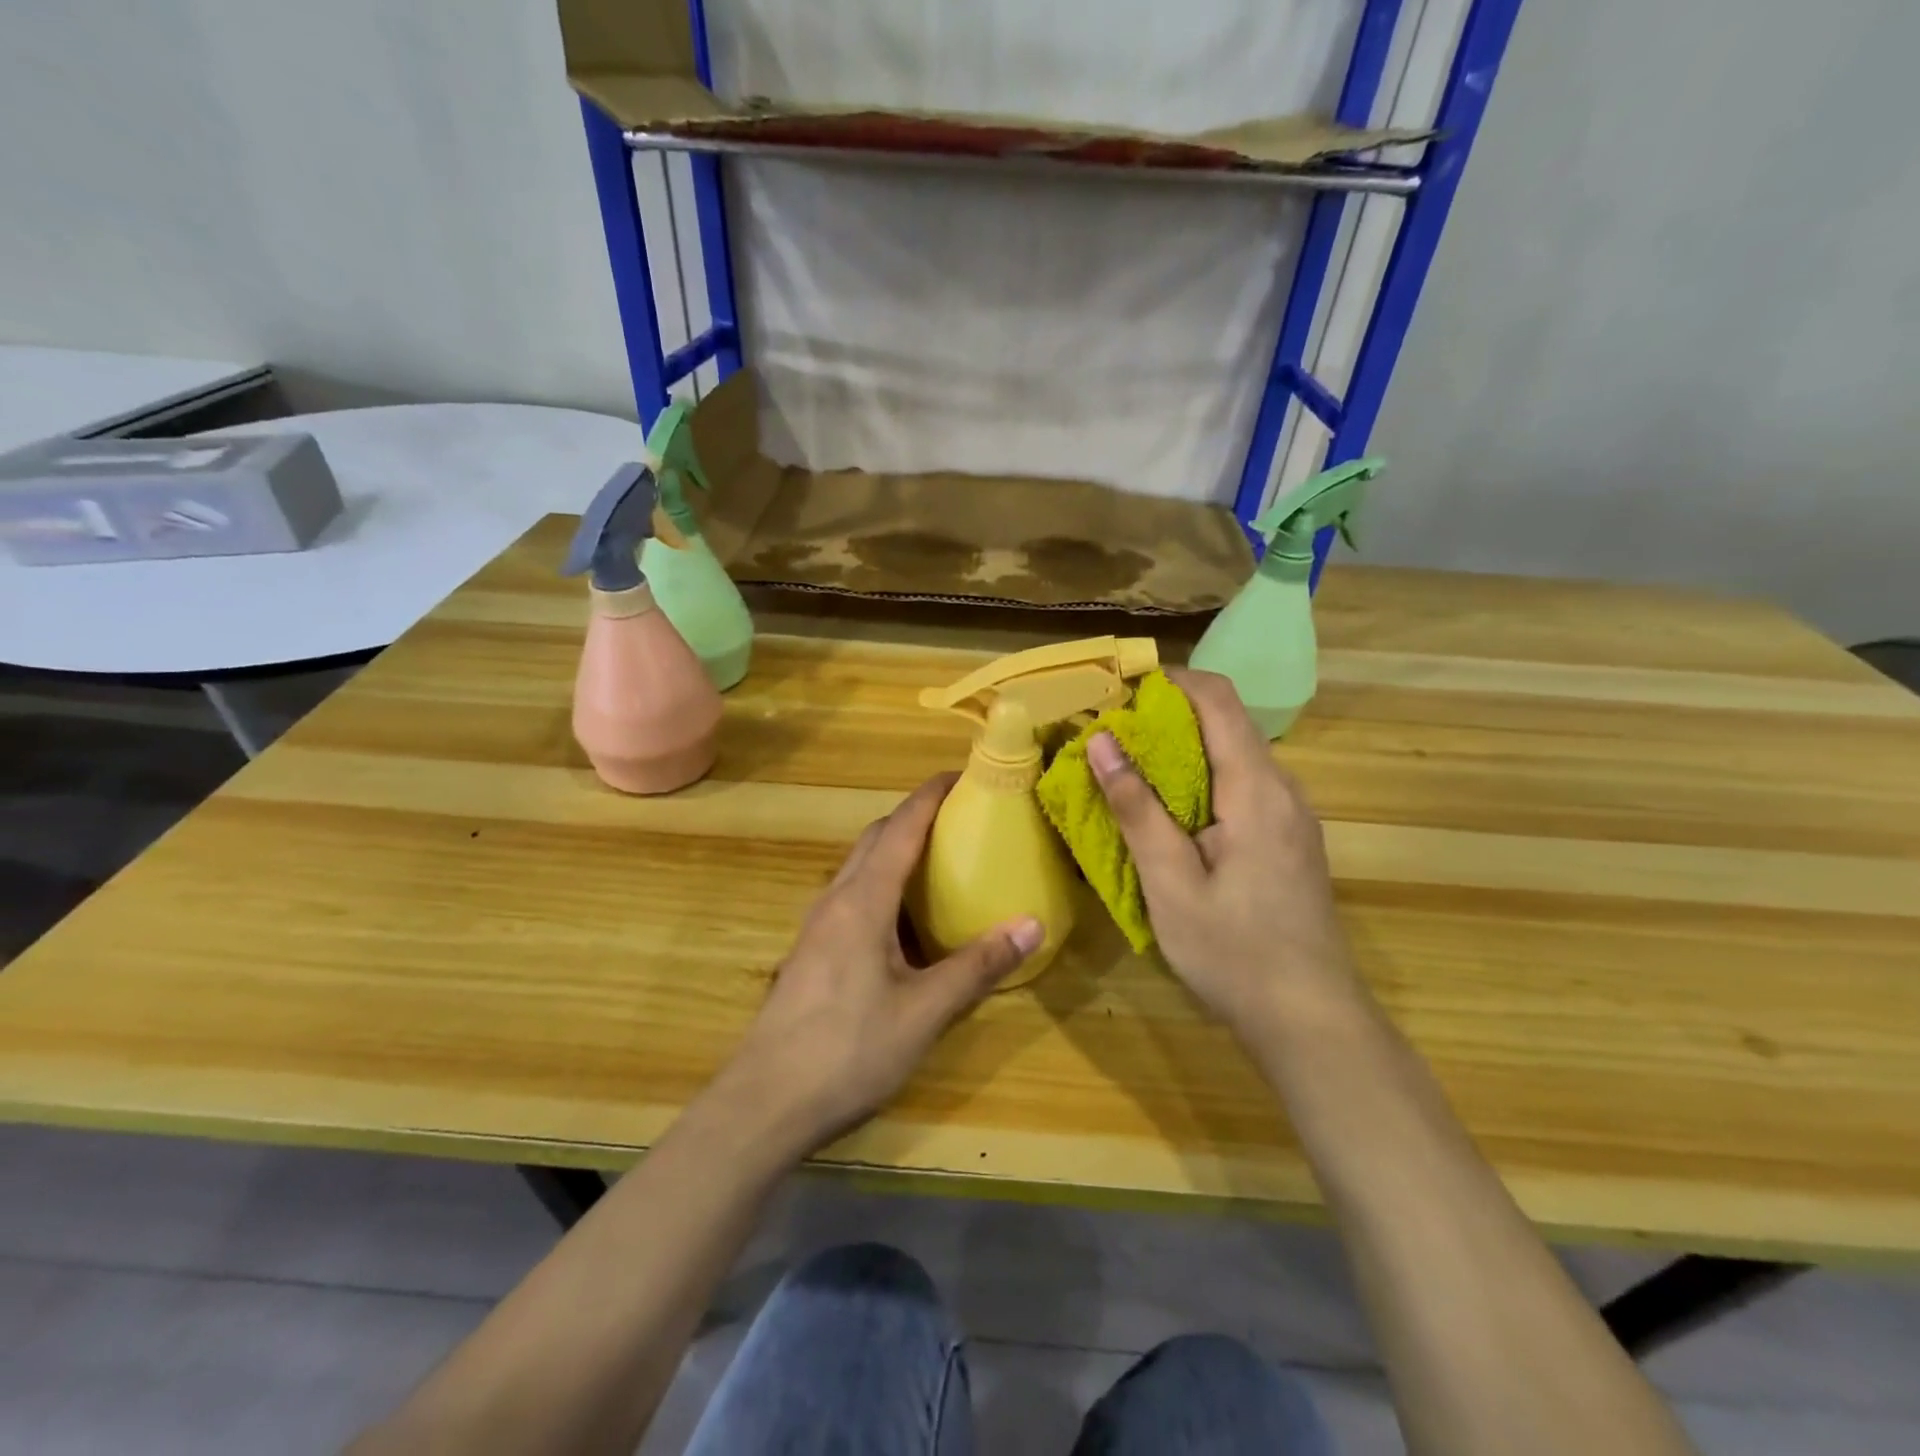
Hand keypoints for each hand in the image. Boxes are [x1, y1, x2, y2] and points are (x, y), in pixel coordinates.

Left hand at [720, 774, 1043, 1154]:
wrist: (764, 1103)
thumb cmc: (848, 1050)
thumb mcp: (924, 1011)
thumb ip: (977, 966)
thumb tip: (1032, 924)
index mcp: (863, 900)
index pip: (900, 828)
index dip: (930, 796)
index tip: (961, 775)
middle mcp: (835, 900)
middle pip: (876, 839)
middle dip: (914, 818)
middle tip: (960, 818)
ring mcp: (817, 926)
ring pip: (859, 868)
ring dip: (895, 851)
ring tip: (940, 861)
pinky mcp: (812, 952)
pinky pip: (852, 897)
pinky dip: (882, 886)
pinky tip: (905, 922)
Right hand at [1088, 667, 1355, 1043]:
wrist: (1310, 1019)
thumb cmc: (1233, 952)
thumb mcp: (1170, 883)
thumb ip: (1136, 808)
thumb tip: (1101, 741)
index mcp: (1257, 789)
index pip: (1218, 699)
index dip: (1170, 680)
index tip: (1119, 689)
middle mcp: (1283, 789)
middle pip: (1225, 723)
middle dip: (1166, 718)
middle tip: (1109, 737)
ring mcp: (1292, 815)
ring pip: (1233, 756)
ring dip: (1181, 752)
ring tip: (1128, 772)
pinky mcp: (1289, 839)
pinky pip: (1242, 787)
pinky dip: (1200, 782)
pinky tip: (1169, 815)